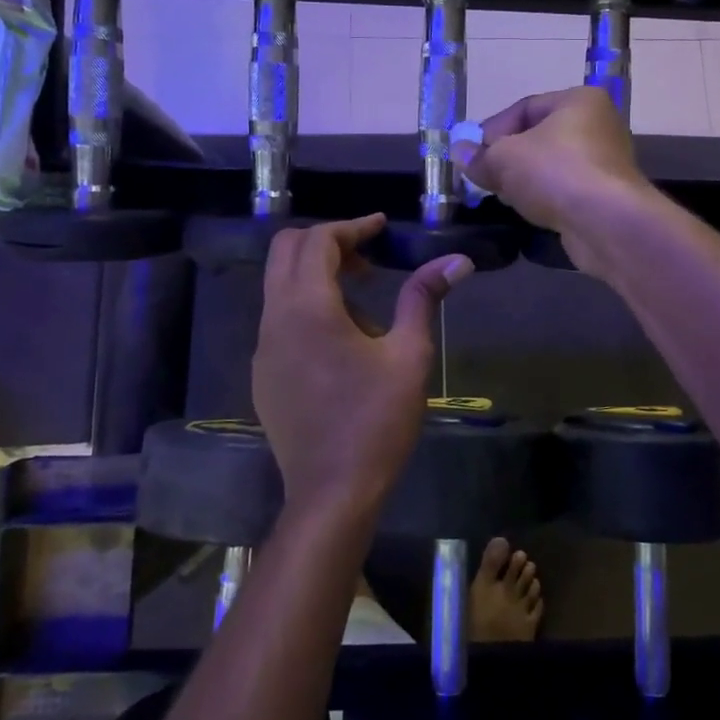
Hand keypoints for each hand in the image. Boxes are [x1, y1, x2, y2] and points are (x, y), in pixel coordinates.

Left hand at [252, 215, 473, 519]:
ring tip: (363, 301)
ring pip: (280, 285)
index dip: (351, 227)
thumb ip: (423, 298)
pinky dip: (306, 305)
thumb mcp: (409, 355)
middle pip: (286, 252)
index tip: (381, 228)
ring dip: (316, 275)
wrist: (332, 492)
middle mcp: (275, 319)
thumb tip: (457, 260)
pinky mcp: (263, 373)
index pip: (318, 241)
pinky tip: (341, 339)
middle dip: (327, 242)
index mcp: (308, 308)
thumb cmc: (376, 420)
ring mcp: (262, 348)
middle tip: (368, 258)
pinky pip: (279, 318)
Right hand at [454, 87, 655, 275]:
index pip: (524, 108)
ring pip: (552, 166)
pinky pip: (566, 189)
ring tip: (504, 197)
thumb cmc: (554, 173)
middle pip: (539, 137)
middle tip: (484, 177)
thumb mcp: (504, 159)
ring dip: (525, 180)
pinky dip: (546, 197)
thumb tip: (459, 153)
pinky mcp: (607, 195)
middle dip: (508, 158)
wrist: (605, 222)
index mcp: (579, 100)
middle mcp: (599, 124)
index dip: (492, 130)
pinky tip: (530, 211)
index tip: (471, 155)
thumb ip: (479, 156)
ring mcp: (606, 161)